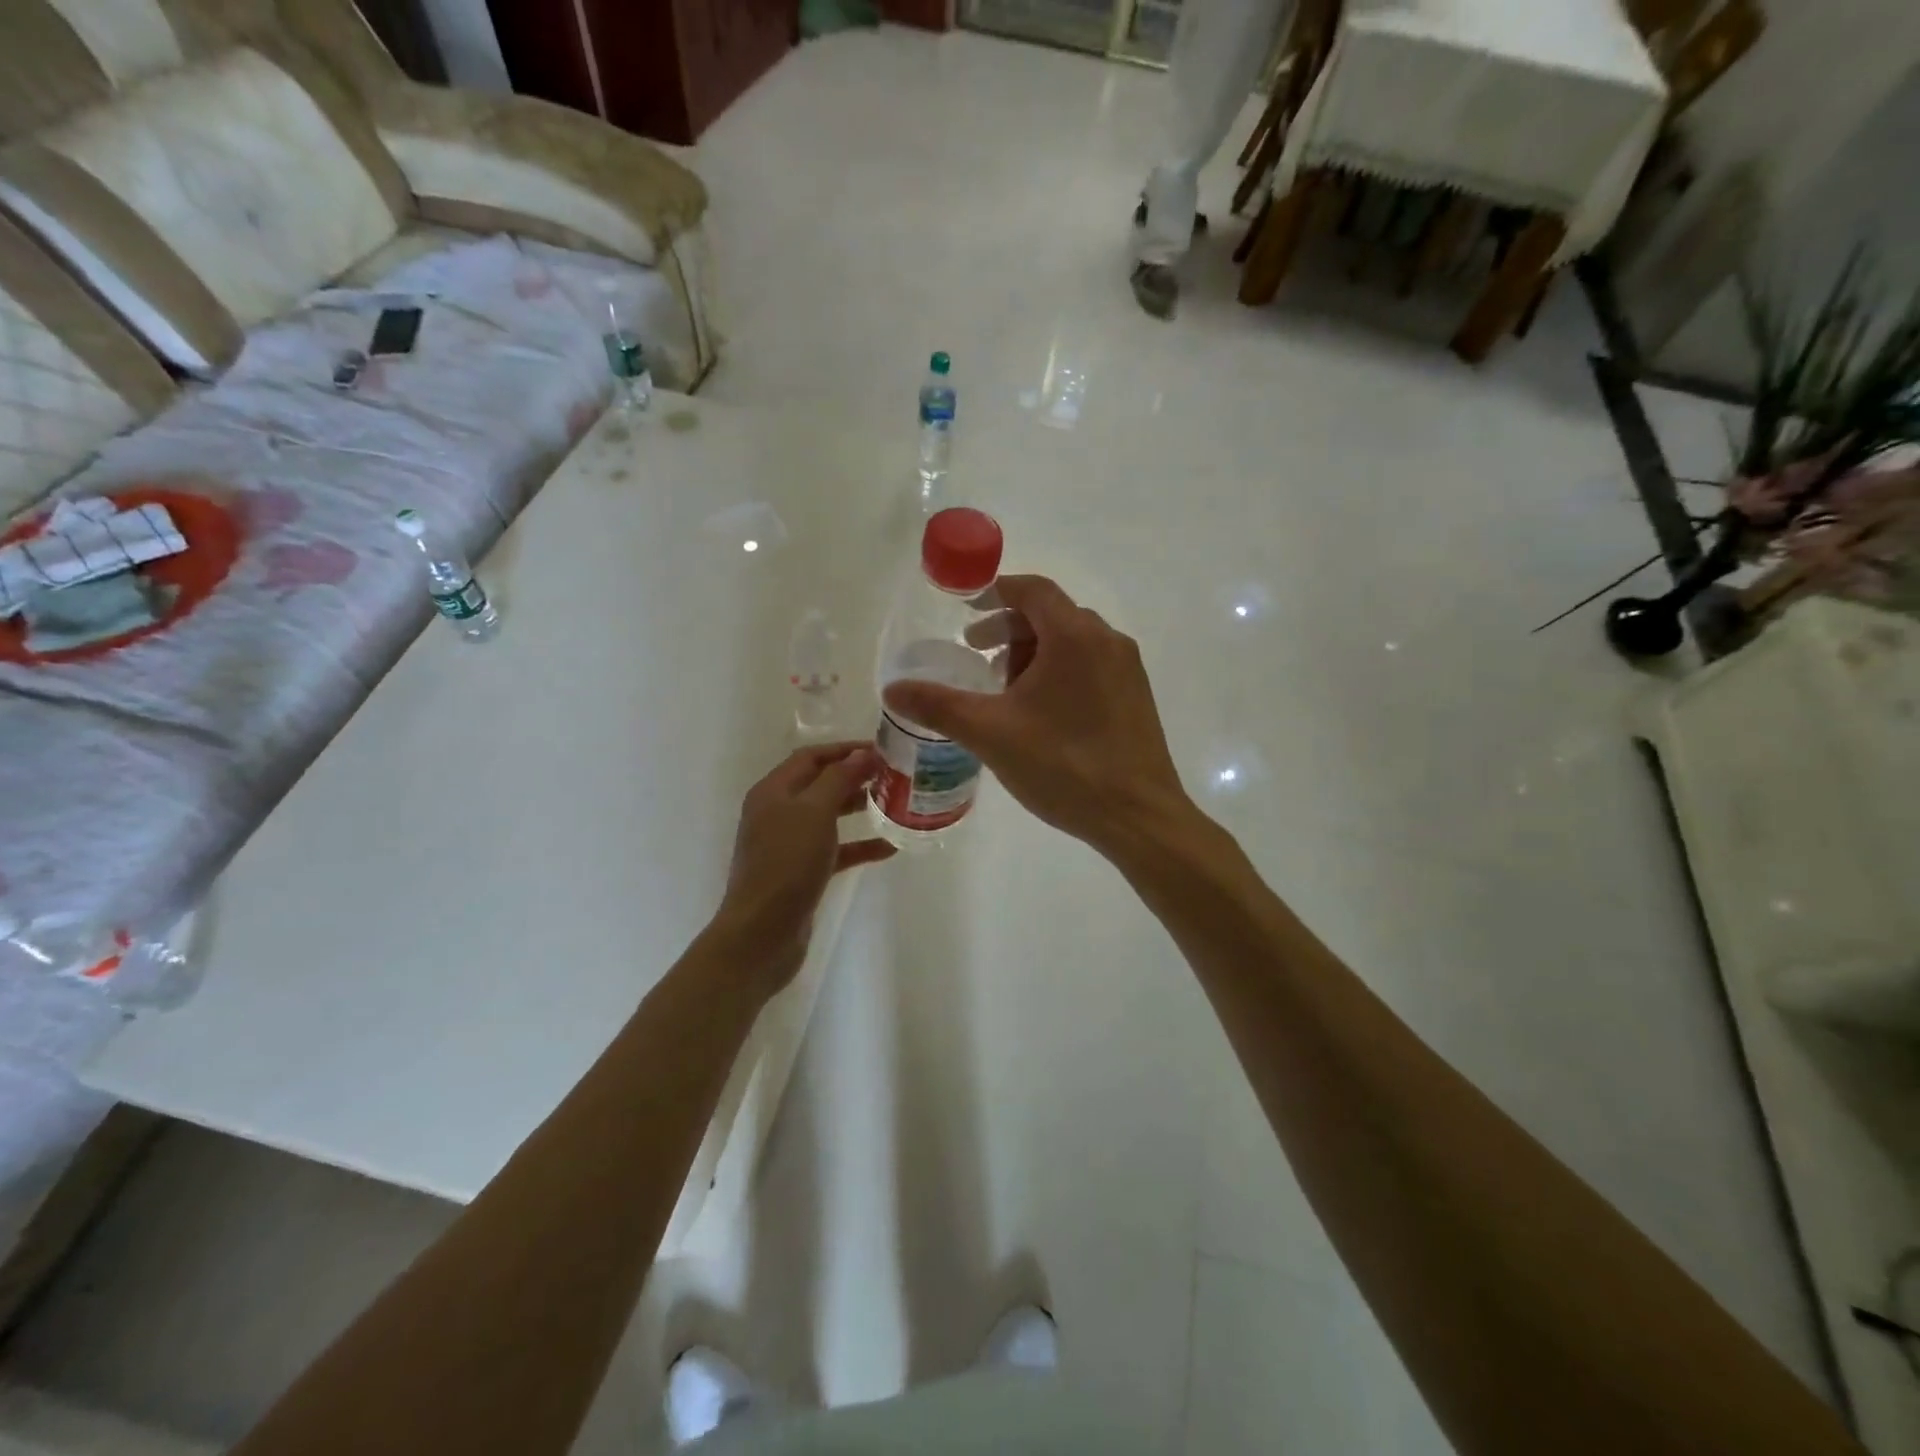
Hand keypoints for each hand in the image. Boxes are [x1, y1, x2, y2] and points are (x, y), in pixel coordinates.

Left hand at [712, 743, 894, 994]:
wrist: (762, 934)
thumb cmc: (787, 864)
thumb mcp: (814, 812)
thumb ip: (839, 779)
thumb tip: (863, 753)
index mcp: (773, 791)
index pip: (811, 757)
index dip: (845, 749)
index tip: (883, 749)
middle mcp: (778, 812)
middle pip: (820, 783)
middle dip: (856, 776)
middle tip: (894, 775)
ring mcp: (788, 844)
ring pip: (829, 816)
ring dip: (859, 807)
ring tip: (895, 803)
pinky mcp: (801, 872)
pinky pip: (835, 849)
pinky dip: (859, 845)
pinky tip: (890, 847)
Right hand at [882, 575, 1192, 859]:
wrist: (1138, 817)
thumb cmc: (1063, 765)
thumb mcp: (990, 733)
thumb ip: (939, 706)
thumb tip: (893, 690)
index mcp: (1074, 636)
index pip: (1032, 590)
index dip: (995, 593)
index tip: (966, 610)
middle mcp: (1107, 641)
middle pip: (1052, 614)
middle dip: (1010, 629)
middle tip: (977, 654)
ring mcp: (1127, 669)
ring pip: (1072, 642)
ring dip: (1034, 652)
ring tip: (1004, 687)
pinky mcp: (1136, 696)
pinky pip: (1091, 665)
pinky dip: (1060, 671)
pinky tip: (1041, 712)